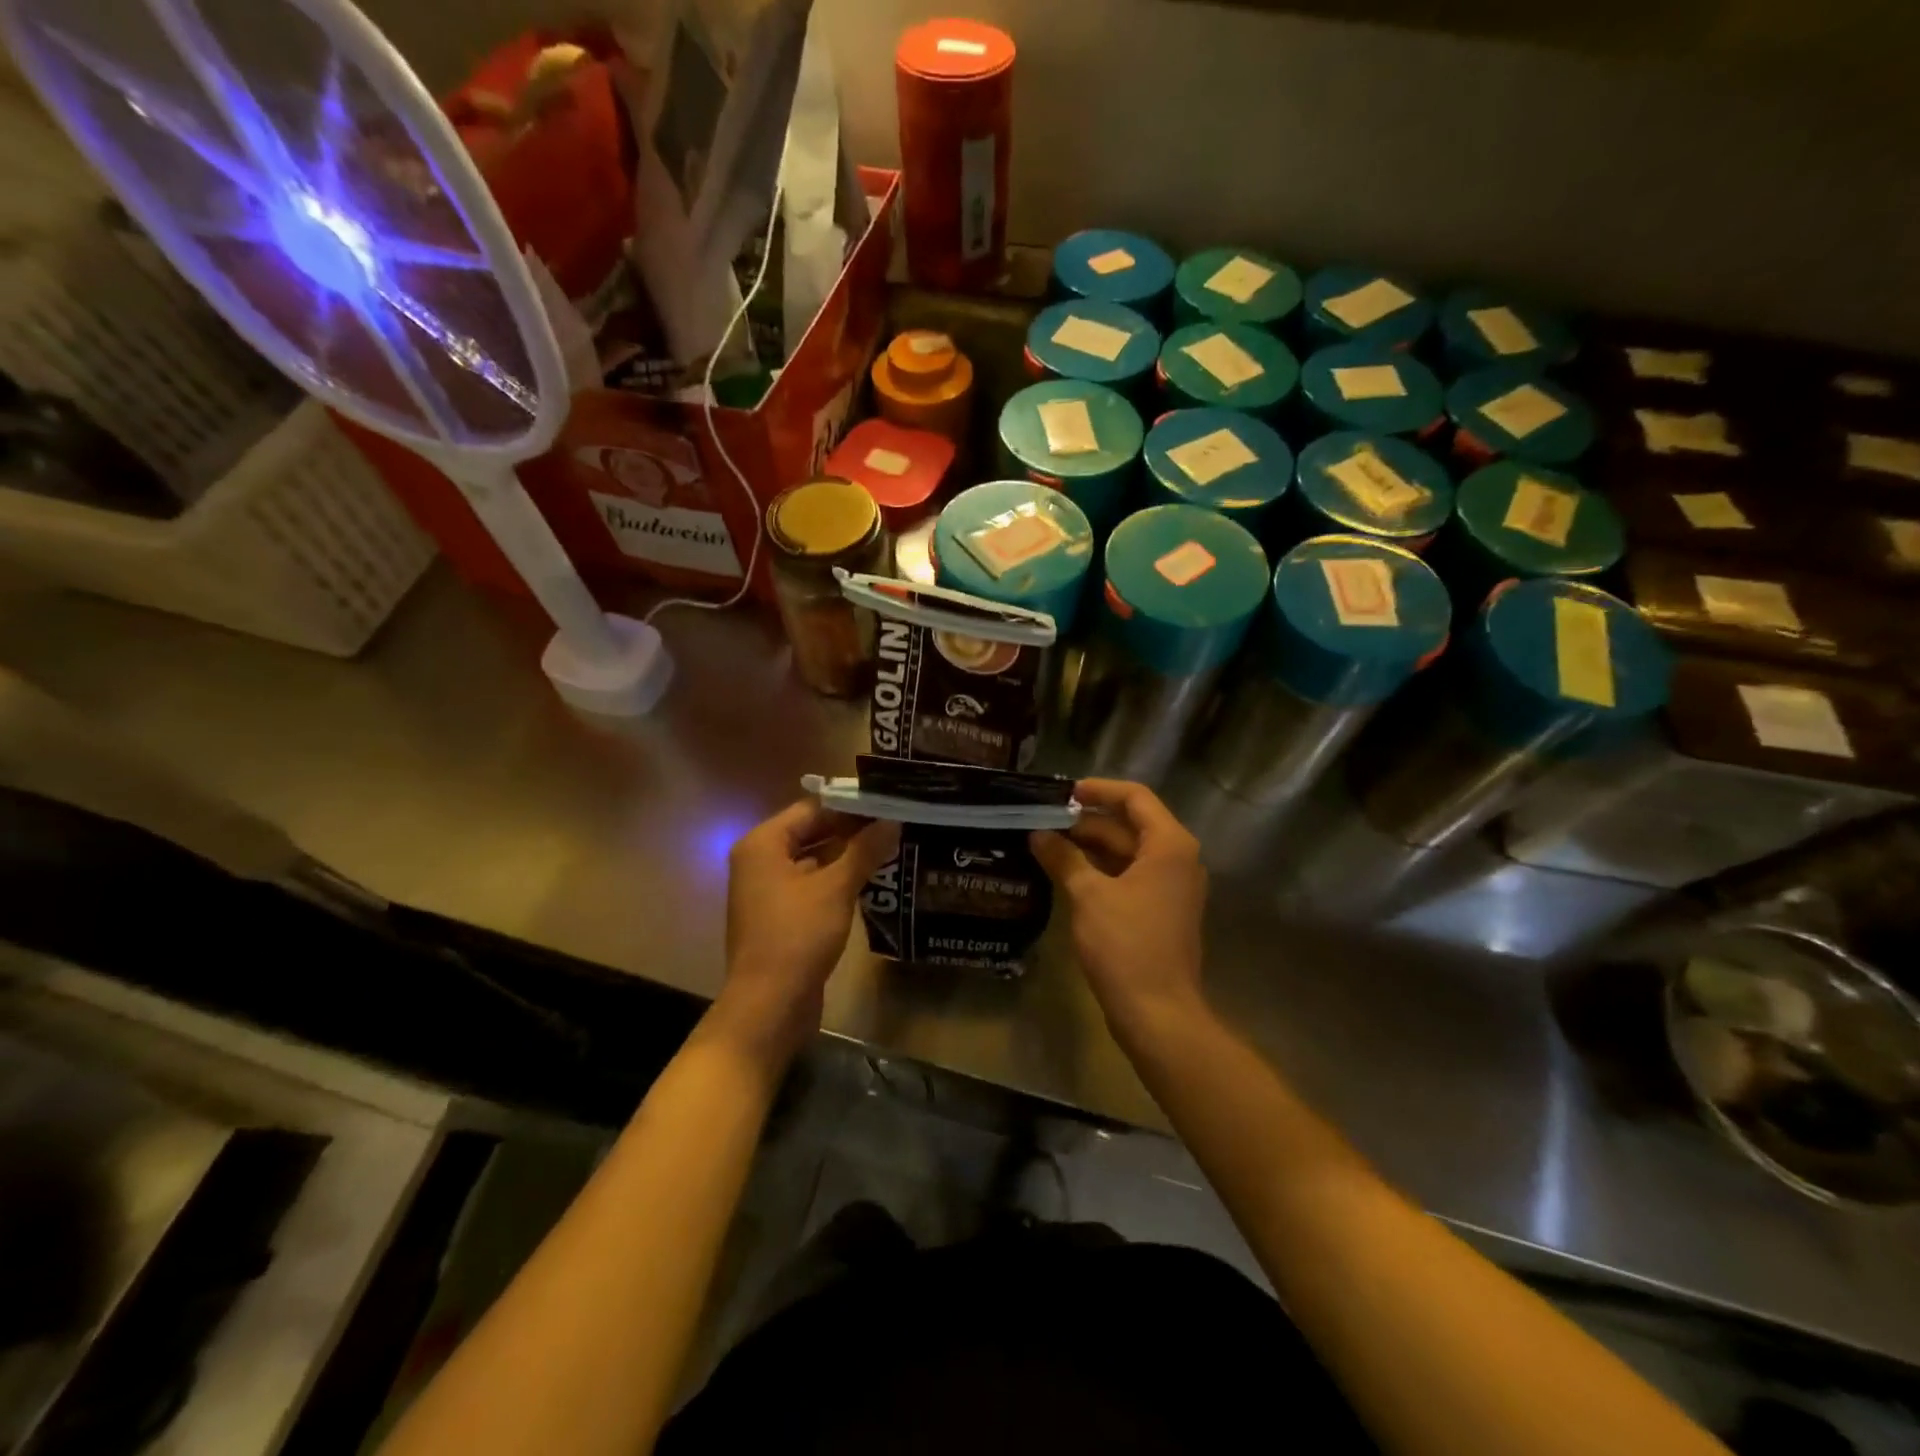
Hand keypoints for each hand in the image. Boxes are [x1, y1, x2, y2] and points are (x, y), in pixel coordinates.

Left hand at [713, 802, 898, 1065]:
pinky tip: (874, 880)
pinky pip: (813, 886)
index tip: (889, 802)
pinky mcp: (782, 917)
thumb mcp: (835, 888)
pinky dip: (839, 880)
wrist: (769, 1006)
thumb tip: (893, 822)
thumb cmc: (797, 936)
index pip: (812, 808)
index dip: (851, 805)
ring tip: (893, 847)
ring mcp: (769, 891)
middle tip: (897, 824)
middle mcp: (761, 861)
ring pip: (815, 860)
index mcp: (763, 844)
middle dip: (853, 830)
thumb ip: (864, 850)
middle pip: (812, 832)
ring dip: (849, 855)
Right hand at [1031, 779, 1207, 1042]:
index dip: (1099, 790)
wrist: (1158, 1012)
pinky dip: (1100, 870)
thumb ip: (1064, 858)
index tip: (1063, 793)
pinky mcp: (1160, 910)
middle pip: (1129, 825)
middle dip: (1086, 822)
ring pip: (1127, 852)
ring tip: (1046, 844)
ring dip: (1090, 847)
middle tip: (1043, 822)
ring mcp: (1170, 886)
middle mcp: (1176, 859)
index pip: (1135, 797)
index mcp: (1168, 845)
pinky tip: (1065, 873)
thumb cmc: (1126, 945)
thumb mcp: (1089, 895)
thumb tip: (1038, 834)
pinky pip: (1129, 876)